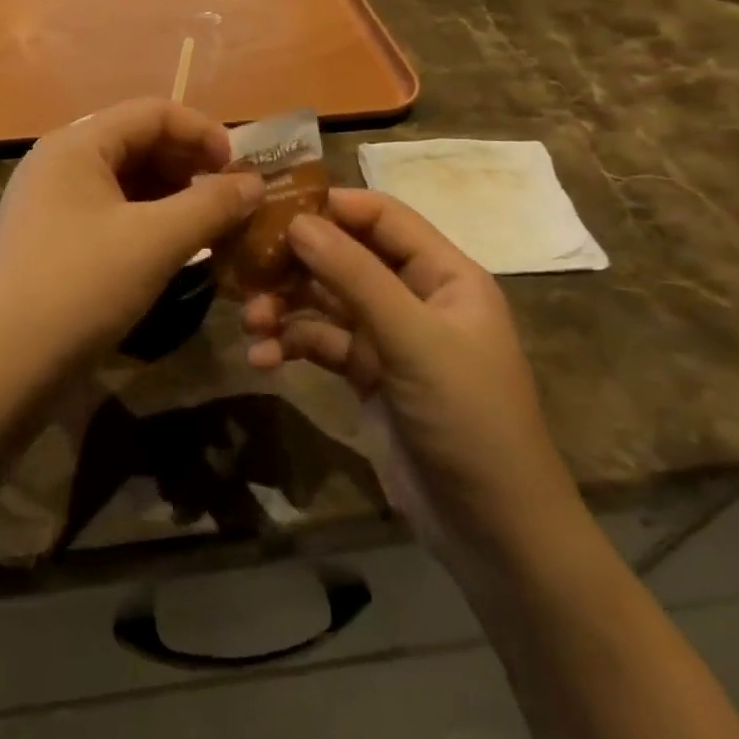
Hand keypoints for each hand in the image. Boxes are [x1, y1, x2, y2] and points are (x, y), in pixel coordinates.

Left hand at [0, 100, 263, 391]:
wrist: (3, 365)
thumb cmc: (81, 287)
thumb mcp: (155, 241)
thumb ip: (210, 205)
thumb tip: (254, 183)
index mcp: (77, 144)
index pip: (152, 112)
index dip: (203, 132)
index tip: (241, 169)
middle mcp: (60, 161)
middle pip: (138, 142)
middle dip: (190, 165)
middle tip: (231, 200)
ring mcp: (52, 201)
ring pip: (126, 181)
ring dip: (172, 196)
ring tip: (211, 226)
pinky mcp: (52, 238)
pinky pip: (111, 212)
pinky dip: (148, 221)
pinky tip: (174, 248)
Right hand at [242, 190, 581, 570]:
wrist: (493, 532)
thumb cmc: (468, 418)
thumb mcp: (413, 340)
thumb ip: (354, 276)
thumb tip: (298, 221)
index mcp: (443, 274)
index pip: (381, 217)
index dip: (330, 206)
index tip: (271, 206)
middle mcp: (413, 295)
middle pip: (343, 256)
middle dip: (295, 262)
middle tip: (245, 266)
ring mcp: (387, 335)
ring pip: (323, 299)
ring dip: (284, 306)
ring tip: (251, 321)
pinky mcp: (364, 372)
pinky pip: (318, 341)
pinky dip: (290, 344)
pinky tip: (263, 359)